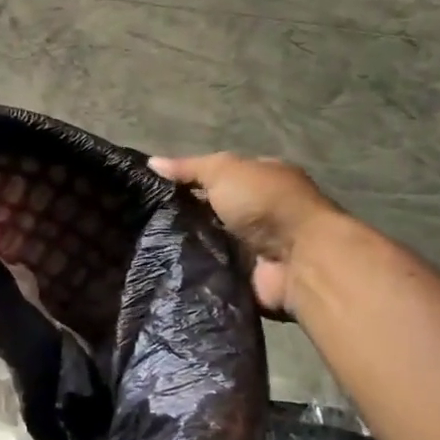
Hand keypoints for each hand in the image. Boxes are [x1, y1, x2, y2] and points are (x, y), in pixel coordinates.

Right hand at [148, 154, 340, 315]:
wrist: (298, 260)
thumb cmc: (265, 203)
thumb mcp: (223, 170)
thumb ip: (189, 168)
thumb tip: (152, 162)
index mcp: (260, 180)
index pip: (217, 178)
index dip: (186, 182)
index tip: (151, 191)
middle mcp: (259, 212)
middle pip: (210, 211)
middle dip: (181, 216)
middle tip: (141, 220)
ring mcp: (254, 247)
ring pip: (207, 242)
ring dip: (185, 245)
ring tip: (145, 245)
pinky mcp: (247, 277)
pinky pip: (212, 272)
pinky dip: (195, 270)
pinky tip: (165, 267)